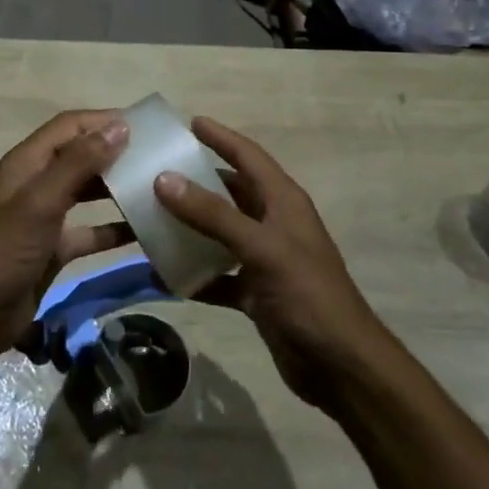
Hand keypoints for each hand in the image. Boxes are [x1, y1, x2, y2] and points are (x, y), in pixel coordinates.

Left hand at [0, 111, 134, 359]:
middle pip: (80, 156)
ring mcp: (46, 216)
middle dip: (114, 153)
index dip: (103, 121)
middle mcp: (36, 183)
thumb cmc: (5, 251)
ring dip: (116, 188)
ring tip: (155, 188)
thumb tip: (120, 127)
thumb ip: (78, 163)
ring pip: (87, 192)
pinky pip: (90, 230)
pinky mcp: (54, 247)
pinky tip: (144, 232)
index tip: (144, 125)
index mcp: (27, 163)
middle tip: (156, 157)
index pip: (69, 126)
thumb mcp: (41, 202)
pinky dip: (114, 229)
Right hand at [154, 116, 389, 407]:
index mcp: (283, 201)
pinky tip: (163, 276)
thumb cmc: (307, 294)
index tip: (187, 122)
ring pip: (219, 233)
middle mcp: (273, 223)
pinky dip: (194, 275)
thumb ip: (213, 214)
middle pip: (229, 192)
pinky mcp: (255, 292)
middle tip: (154, 171)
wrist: (340, 366)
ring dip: (189, 228)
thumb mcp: (261, 248)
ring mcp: (264, 259)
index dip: (220, 137)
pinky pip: (217, 275)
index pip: (248, 156)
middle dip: (195, 181)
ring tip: (148, 218)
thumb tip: (164, 179)